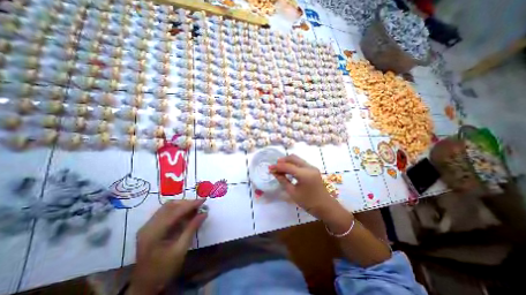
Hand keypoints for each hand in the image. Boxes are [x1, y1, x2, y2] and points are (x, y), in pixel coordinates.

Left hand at [127, 200, 207, 293]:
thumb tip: (204, 213)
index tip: (204, 200)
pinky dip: (178, 210)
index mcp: (153, 233)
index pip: (174, 212)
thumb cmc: (163, 270)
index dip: (190, 204)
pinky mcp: (150, 227)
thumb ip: (192, 228)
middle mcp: (148, 226)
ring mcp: (148, 226)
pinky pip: (166, 212)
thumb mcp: (180, 250)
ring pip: (167, 207)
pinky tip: (186, 213)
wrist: (145, 286)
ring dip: (182, 205)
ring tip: (195, 208)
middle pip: (169, 206)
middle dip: (187, 203)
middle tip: (200, 205)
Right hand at [268, 154, 342, 218]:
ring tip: (280, 169)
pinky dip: (293, 164)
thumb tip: (274, 173)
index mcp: (304, 174)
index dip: (277, 166)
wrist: (326, 207)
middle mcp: (309, 167)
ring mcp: (312, 167)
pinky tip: (288, 170)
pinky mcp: (313, 169)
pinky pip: (301, 163)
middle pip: (293, 158)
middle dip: (282, 161)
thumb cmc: (308, 202)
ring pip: (297, 159)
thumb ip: (283, 181)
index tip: (269, 168)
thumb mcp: (293, 193)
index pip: (288, 166)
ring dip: (287, 162)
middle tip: (275, 167)